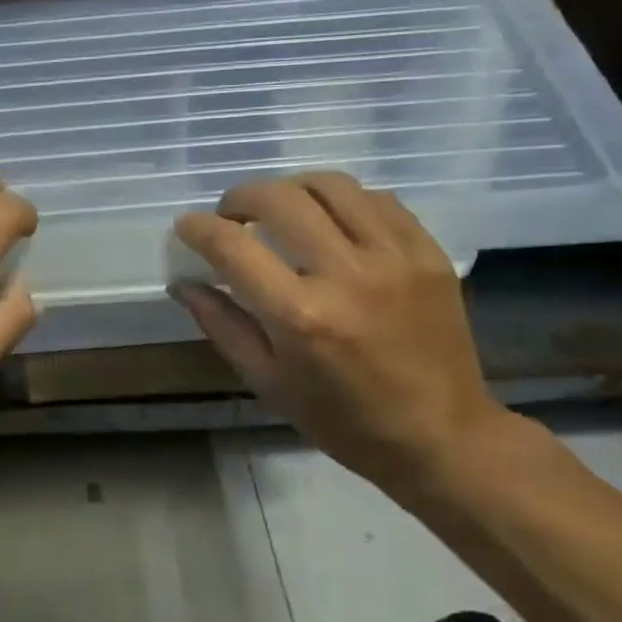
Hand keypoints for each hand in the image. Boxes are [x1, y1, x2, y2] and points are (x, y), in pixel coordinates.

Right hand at [171, 173, 511, 493]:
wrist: (439, 435)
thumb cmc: (342, 420)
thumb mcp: (267, 381)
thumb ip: (222, 324)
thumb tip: (183, 283)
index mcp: (300, 316)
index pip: (232, 246)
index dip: (198, 228)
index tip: (187, 226)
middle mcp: (346, 275)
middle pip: (280, 198)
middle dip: (240, 197)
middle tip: (232, 216)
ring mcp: (394, 257)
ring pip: (330, 185)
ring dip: (291, 189)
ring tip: (280, 210)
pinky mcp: (427, 252)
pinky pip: (376, 199)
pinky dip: (341, 201)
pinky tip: (330, 222)